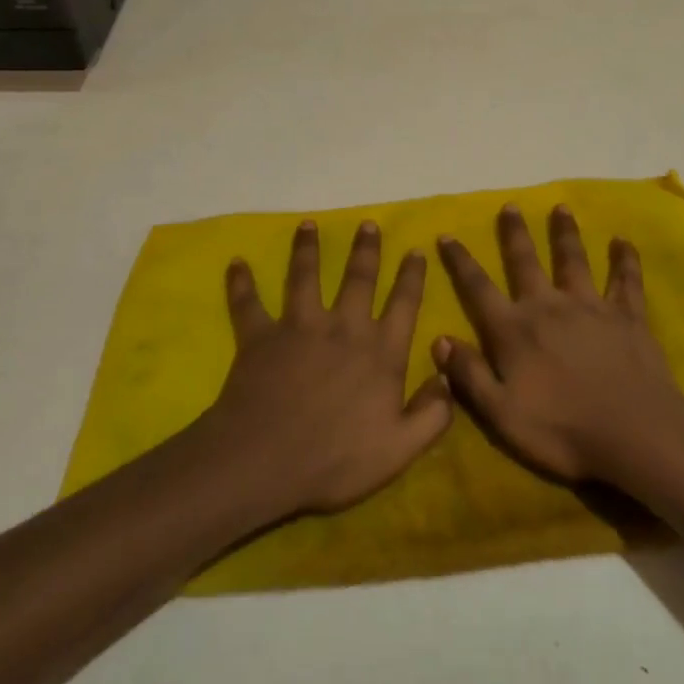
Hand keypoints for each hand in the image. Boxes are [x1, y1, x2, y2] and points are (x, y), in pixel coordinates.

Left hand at [204, 220, 450, 516]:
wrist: (265, 460)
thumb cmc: (335, 459)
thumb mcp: (399, 449)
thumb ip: (432, 414)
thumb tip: (447, 377)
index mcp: (380, 352)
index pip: (403, 305)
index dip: (412, 277)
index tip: (416, 250)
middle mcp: (343, 327)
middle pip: (358, 278)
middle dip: (366, 249)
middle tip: (368, 224)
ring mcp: (300, 326)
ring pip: (305, 276)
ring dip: (307, 248)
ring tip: (308, 224)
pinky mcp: (261, 335)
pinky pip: (249, 303)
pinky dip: (241, 283)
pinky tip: (236, 263)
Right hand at [434, 204, 683, 482]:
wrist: (635, 434)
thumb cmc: (563, 431)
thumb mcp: (502, 414)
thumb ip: (469, 375)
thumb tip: (439, 339)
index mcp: (514, 330)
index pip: (478, 288)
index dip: (460, 261)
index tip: (447, 234)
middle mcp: (548, 307)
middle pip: (526, 261)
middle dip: (514, 233)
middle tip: (510, 206)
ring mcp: (590, 307)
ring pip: (574, 260)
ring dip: (565, 233)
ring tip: (561, 208)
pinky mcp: (627, 316)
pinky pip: (626, 280)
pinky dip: (625, 259)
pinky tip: (623, 240)